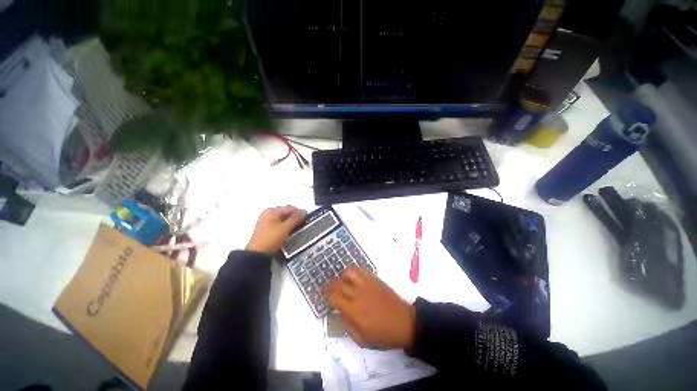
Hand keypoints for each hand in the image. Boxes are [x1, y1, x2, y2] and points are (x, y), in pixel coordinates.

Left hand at [246, 206, 306, 254]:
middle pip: (286, 213)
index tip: (307, 219)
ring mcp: (267, 221)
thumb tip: (304, 211)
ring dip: (291, 223)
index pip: (290, 208)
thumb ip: (296, 218)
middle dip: (295, 218)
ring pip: (284, 219)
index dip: (300, 212)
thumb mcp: (286, 228)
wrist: (257, 255)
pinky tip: (289, 233)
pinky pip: (280, 225)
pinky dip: (286, 227)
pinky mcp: (267, 229)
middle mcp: (268, 214)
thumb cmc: (271, 239)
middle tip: (302, 225)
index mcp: (272, 211)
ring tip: (297, 230)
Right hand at [326, 267, 415, 349]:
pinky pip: (362, 270)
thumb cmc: (383, 335)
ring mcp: (367, 284)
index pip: (334, 297)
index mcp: (353, 310)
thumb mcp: (362, 339)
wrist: (405, 323)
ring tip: (344, 282)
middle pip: (339, 284)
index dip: (326, 293)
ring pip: (350, 273)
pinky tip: (356, 278)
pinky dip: (356, 272)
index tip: (323, 293)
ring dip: (344, 277)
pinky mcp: (375, 279)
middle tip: (330, 287)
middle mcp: (358, 294)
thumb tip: (339, 311)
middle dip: (332, 285)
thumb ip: (347, 324)